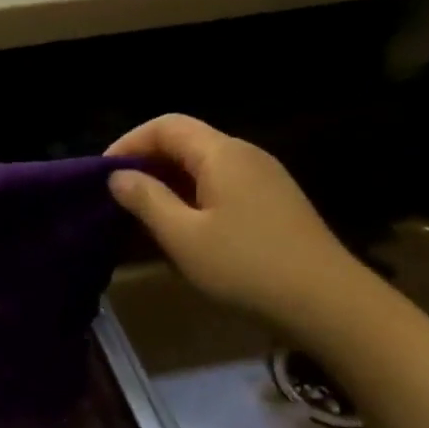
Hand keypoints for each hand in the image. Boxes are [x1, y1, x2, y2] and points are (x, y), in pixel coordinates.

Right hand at [106, 114, 374, 337]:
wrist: (326, 302)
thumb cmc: (246, 266)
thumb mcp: (183, 236)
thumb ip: (146, 200)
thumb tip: (117, 176)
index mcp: (222, 154)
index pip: (166, 125)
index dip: (129, 143)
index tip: (102, 175)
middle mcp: (245, 155)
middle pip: (186, 142)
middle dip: (146, 162)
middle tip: (116, 197)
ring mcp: (264, 178)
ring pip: (203, 166)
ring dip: (167, 182)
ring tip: (141, 214)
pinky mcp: (273, 203)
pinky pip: (221, 185)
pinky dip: (191, 196)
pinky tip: (182, 228)